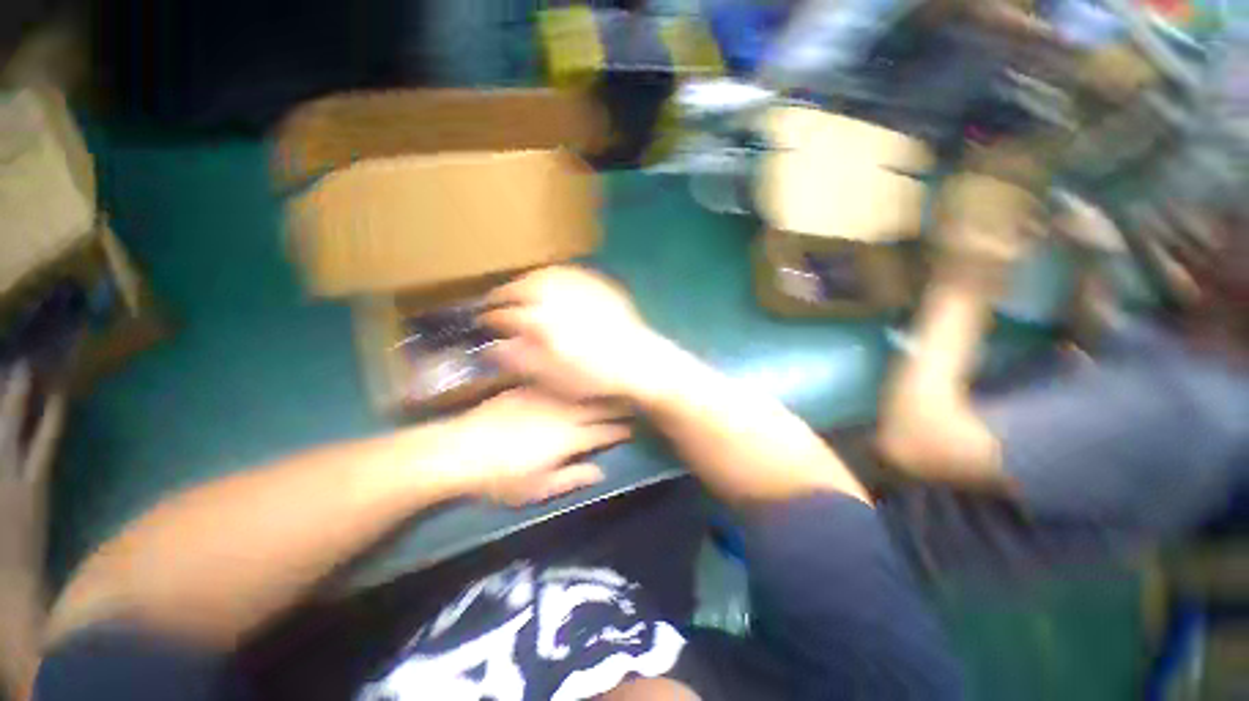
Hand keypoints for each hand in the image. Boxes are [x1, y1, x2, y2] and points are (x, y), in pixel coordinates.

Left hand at [446, 388, 630, 506]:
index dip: (621, 429)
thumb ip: (573, 477)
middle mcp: (564, 412)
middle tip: (630, 403)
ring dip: (598, 391)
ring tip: (609, 388)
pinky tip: (574, 379)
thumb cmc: (502, 477)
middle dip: (617, 406)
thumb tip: (602, 472)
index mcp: (571, 438)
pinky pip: (557, 382)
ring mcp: (546, 396)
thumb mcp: (539, 488)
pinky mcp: (529, 388)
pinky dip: (571, 382)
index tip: (633, 427)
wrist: (460, 450)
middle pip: (599, 406)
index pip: (606, 431)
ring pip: (581, 391)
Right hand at [479, 267, 676, 401]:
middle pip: (521, 287)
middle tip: (494, 301)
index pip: (506, 314)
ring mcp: (580, 288)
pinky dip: (552, 274)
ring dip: (524, 280)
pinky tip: (549, 281)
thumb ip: (520, 359)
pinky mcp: (598, 284)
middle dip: (503, 293)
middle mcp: (559, 298)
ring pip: (543, 275)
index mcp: (544, 323)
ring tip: (516, 289)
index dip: (490, 317)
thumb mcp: (554, 377)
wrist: (638, 361)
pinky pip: (568, 272)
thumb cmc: (595, 376)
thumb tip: (494, 346)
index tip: (482, 321)